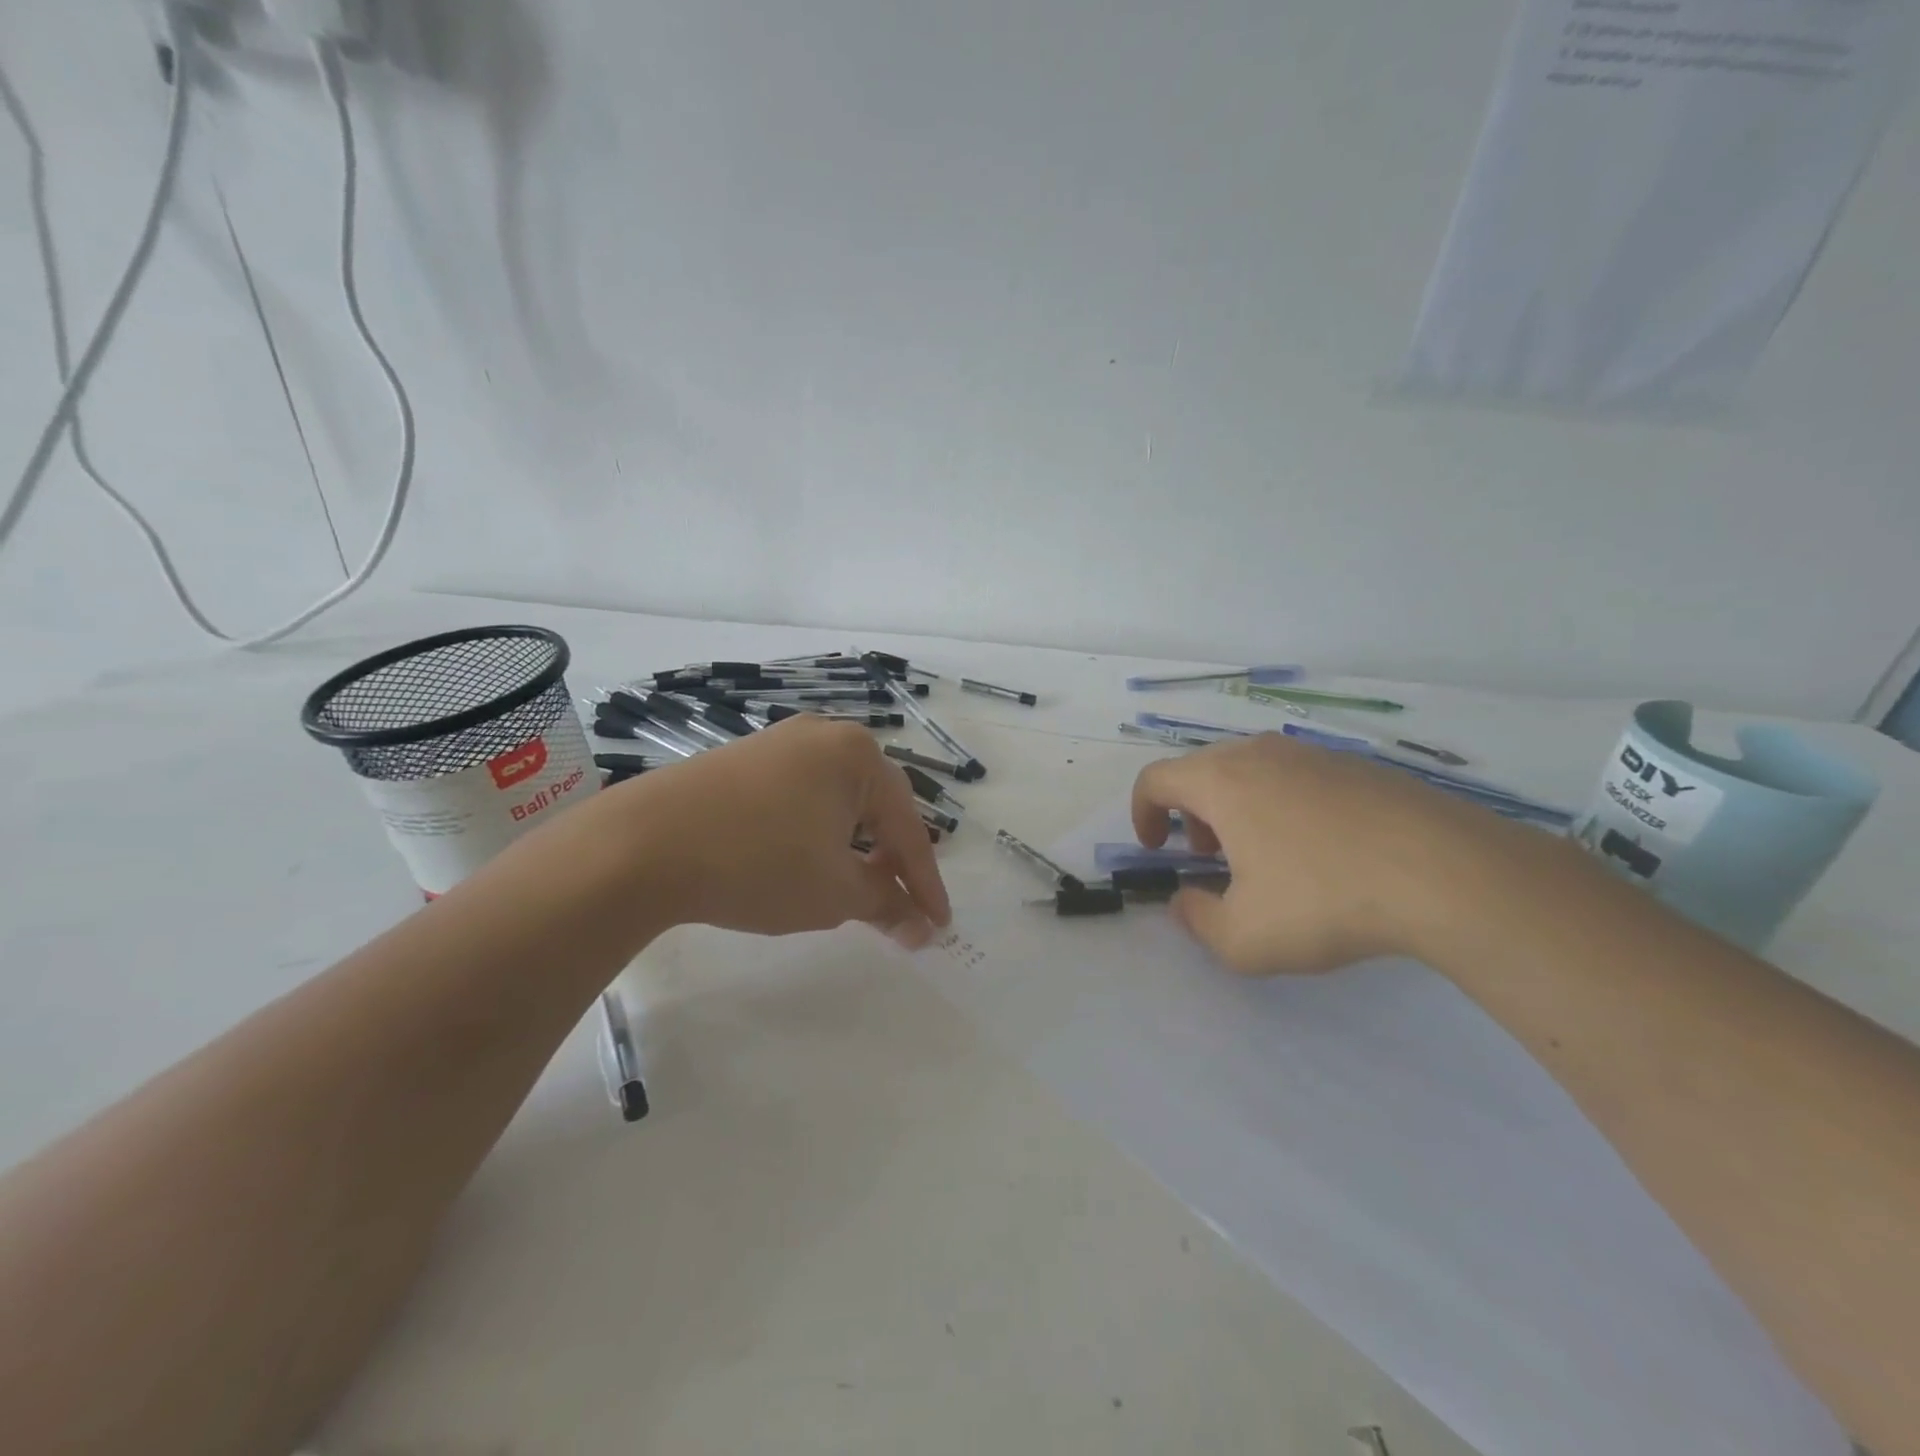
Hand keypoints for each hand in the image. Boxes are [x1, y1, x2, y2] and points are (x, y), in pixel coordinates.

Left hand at [602, 716, 951, 946]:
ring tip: (855, 888)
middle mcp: (824, 736)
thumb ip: (886, 904)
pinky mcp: (743, 759)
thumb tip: (922, 928)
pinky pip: (800, 797)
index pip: (908, 827)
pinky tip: (806, 861)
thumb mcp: (834, 892)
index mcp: (857, 756)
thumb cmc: (758, 863)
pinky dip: (816, 833)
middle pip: (875, 806)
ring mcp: (779, 743)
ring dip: (854, 847)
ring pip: (837, 801)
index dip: (926, 882)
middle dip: (891, 860)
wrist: (642, 844)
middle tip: (900, 905)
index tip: (940, 925)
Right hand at [1131, 733, 1527, 973]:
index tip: (1154, 849)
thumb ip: (1197, 921)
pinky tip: (1321, 852)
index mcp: (1221, 781)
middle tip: (1208, 856)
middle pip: (1202, 770)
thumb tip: (1185, 902)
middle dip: (1191, 814)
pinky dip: (1283, 806)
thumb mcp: (1244, 938)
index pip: (1155, 779)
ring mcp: (1314, 755)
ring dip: (1237, 809)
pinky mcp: (1359, 767)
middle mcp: (1260, 755)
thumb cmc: (1325, 900)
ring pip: (1252, 772)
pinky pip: (1298, 779)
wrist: (1447, 873)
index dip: (1142, 813)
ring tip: (1264, 857)